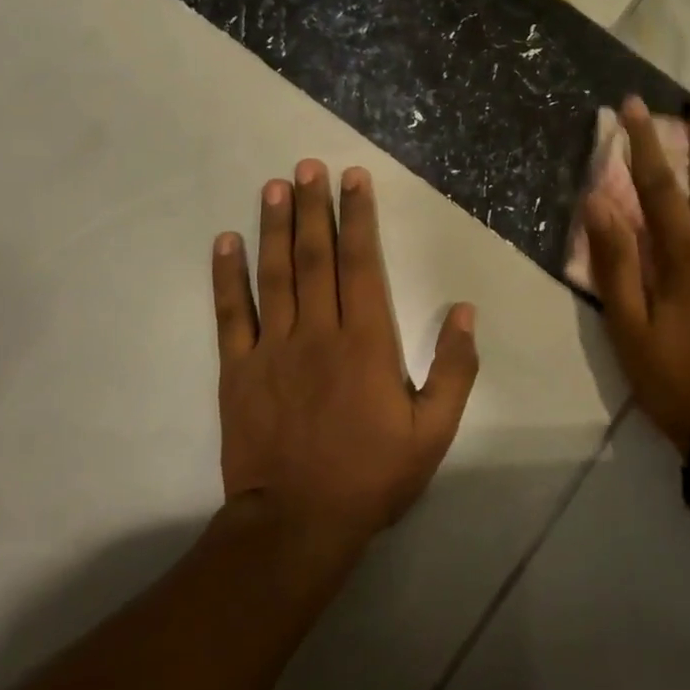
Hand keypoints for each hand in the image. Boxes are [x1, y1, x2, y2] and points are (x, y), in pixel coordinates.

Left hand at [211, 160, 479, 542]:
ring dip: (273, 227)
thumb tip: (464, 312)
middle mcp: (318, 333)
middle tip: (308, 166)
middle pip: (314, 257)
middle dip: (313, 208)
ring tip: (273, 187)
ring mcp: (272, 349)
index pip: (362, 264)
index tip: (352, 180)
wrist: (298, 523)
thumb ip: (454, 369)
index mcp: (366, 343)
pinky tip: (225, 242)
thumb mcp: (433, 431)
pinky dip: (227, 276)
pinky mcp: (238, 371)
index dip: (357, 218)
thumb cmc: (372, 476)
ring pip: (273, 275)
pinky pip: (231, 315)